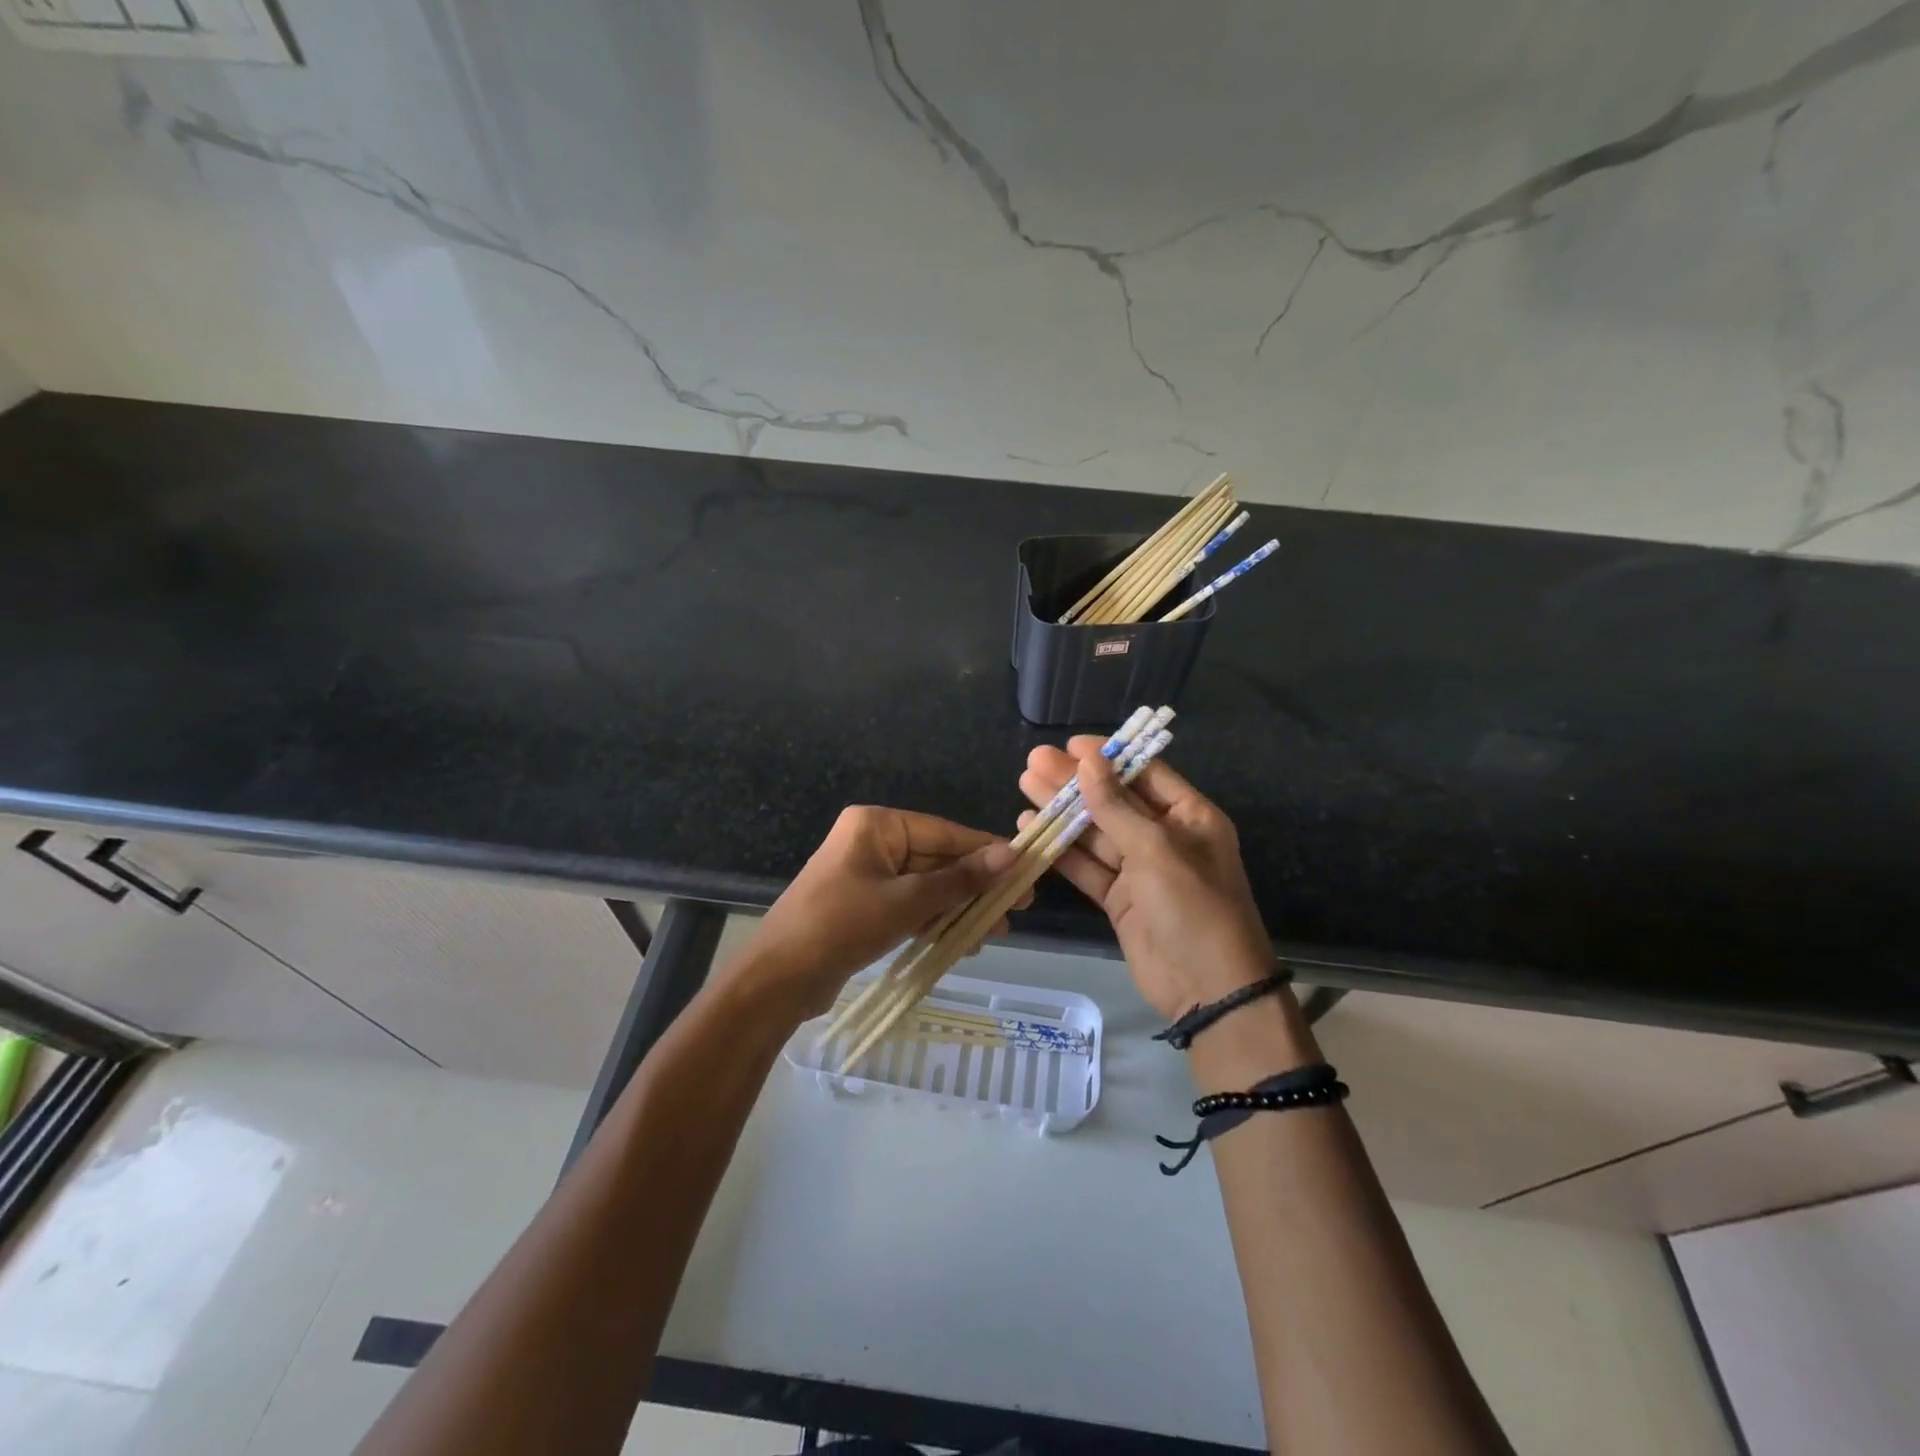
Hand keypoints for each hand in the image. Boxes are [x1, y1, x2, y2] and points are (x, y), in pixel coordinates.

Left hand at [728, 806, 1023, 1020]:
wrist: (777, 980)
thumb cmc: (841, 926)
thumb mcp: (907, 902)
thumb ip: (960, 880)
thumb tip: (1012, 855)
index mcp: (876, 825)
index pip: (945, 833)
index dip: (986, 852)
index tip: (1026, 868)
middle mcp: (872, 842)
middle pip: (937, 859)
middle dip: (975, 887)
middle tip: (1017, 908)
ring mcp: (866, 875)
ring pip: (926, 886)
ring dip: (959, 908)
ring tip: (997, 931)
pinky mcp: (864, 906)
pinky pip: (910, 905)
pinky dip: (934, 920)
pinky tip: (964, 941)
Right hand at [1020, 738, 1274, 1021]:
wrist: (1208, 990)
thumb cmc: (1193, 907)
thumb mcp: (1156, 850)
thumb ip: (1116, 806)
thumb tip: (1089, 760)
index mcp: (1189, 817)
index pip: (1144, 773)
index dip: (1108, 757)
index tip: (1070, 745)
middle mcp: (1165, 837)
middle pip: (1113, 800)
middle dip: (1074, 782)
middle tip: (1033, 761)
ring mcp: (1141, 870)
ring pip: (1095, 832)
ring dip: (1062, 811)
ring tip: (1024, 785)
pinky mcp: (1120, 898)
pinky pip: (1087, 866)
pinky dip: (1060, 850)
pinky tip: (1031, 829)